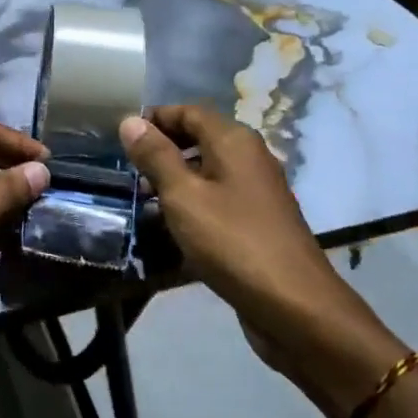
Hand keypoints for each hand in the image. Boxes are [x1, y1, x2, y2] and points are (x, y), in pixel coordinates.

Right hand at [119, 105, 405, 417]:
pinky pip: (218, 198)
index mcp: (234, 141)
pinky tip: (172, 226)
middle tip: (128, 169)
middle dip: (163, 149)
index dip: (155, 118)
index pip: (189, 111)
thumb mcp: (183, 196)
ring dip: (175, 179)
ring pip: (208, 170)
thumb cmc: (232, 241)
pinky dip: (193, 203)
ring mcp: (257, 191)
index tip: (123, 136)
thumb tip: (130, 121)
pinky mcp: (258, 221)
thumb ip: (156, 157)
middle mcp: (249, 157)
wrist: (294, 306)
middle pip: (199, 138)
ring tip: (142, 200)